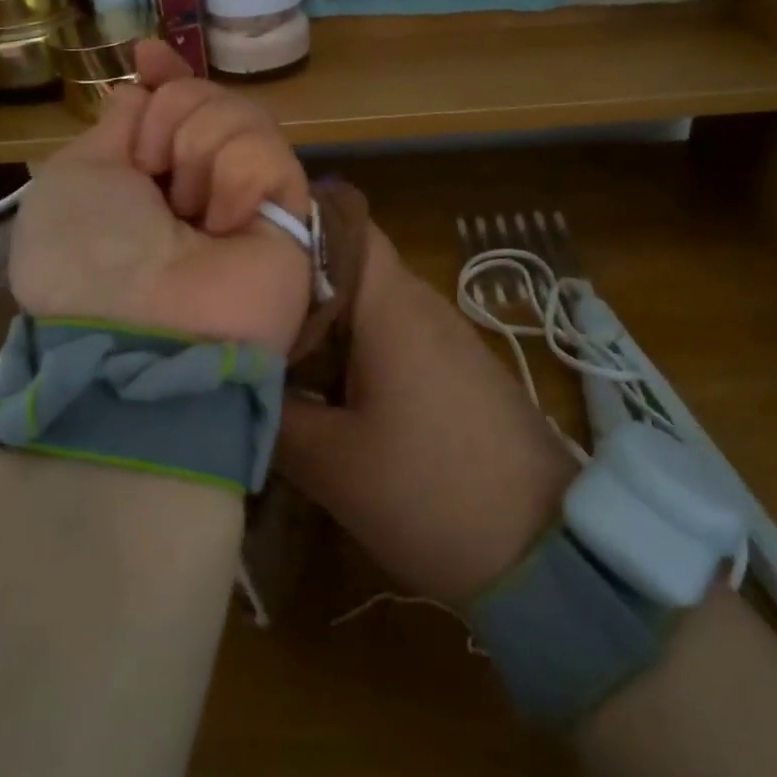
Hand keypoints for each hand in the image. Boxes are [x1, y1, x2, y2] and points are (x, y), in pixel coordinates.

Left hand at [8, 40, 310, 353]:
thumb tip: (141, 90)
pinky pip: (270, 152)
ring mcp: (244, 197)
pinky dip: (237, 177)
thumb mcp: (72, 179)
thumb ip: (113, 127)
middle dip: (172, 118)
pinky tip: (222, 223)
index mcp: (144, 178)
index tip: (148, 54)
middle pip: (205, 98)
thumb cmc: (86, 255)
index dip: (165, 76)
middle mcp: (195, 183)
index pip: (171, 106)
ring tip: (188, 209)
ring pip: (241, 114)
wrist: (137, 328)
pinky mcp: (289, 212)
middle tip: (154, 170)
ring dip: (200, 148)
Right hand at [275, 227, 581, 604]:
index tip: (241, 252)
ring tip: (271, 358)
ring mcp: (444, 338)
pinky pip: (392, 340)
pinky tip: (325, 395)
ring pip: (367, 307)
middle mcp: (421, 305)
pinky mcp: (455, 371)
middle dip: (292, 287)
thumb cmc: (430, 493)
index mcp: (392, 307)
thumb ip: (272, 412)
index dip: (291, 225)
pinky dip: (352, 354)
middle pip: (347, 267)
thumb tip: (232, 379)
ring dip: (322, 327)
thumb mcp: (332, 462)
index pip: (341, 224)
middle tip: (238, 317)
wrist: (544, 552)